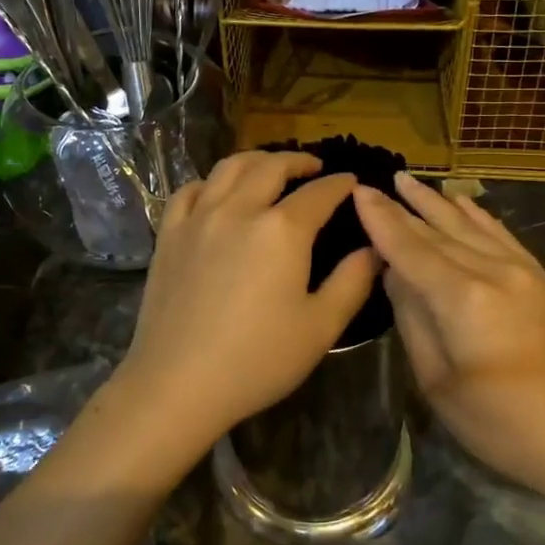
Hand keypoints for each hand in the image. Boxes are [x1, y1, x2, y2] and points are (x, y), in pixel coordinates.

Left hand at [115, 151, 379, 455]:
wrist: (178, 384)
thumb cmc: (258, 360)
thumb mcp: (321, 327)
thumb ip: (353, 282)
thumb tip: (374, 249)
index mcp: (283, 229)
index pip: (319, 193)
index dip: (340, 184)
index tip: (352, 182)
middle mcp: (240, 209)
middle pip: (272, 167)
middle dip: (298, 160)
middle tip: (314, 167)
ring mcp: (199, 218)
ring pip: (229, 168)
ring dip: (257, 160)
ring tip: (270, 168)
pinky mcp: (170, 235)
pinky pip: (190, 190)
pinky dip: (211, 182)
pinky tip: (218, 193)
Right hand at [354, 173, 544, 505]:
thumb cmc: (502, 425)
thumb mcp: (439, 382)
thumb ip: (413, 320)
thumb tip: (395, 274)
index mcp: (463, 299)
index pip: (410, 249)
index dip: (381, 220)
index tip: (358, 192)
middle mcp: (493, 272)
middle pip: (438, 233)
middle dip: (403, 208)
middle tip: (375, 183)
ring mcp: (523, 272)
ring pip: (470, 227)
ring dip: (437, 203)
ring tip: (410, 181)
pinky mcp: (542, 280)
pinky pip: (503, 236)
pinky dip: (479, 217)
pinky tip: (463, 203)